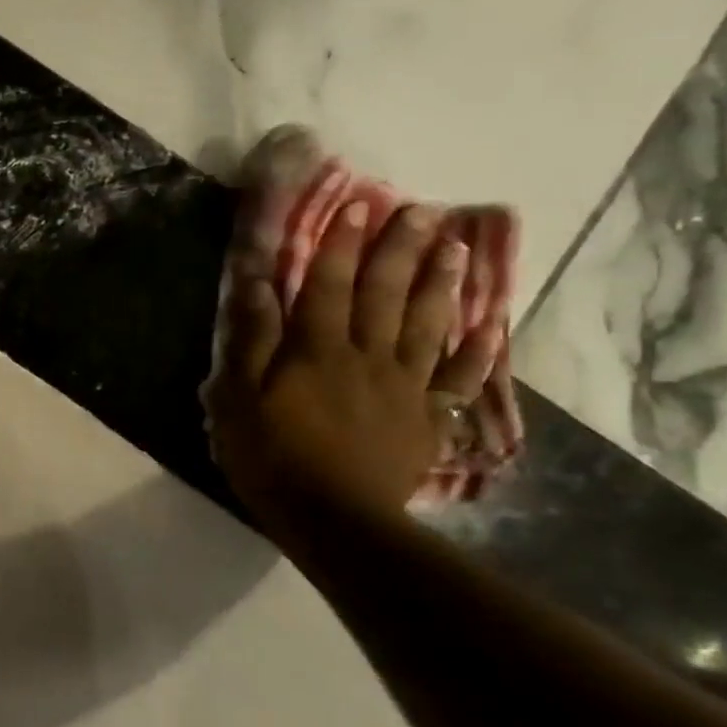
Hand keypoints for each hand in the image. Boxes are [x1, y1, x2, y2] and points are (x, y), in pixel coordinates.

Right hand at [204, 200, 495, 533]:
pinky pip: (456, 381)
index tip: (357, 207)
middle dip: (400, 250)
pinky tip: (489, 328)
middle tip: (422, 211)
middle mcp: (366, 357)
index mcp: (317, 351)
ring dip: (440, 284)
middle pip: (385, 295)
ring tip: (456, 248)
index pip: (329, 286)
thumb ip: (250, 341)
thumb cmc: (271, 457)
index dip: (341, 246)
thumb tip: (258, 287)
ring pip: (426, 326)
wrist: (333, 520)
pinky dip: (475, 353)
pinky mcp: (424, 421)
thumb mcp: (237, 400)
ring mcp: (403, 388)